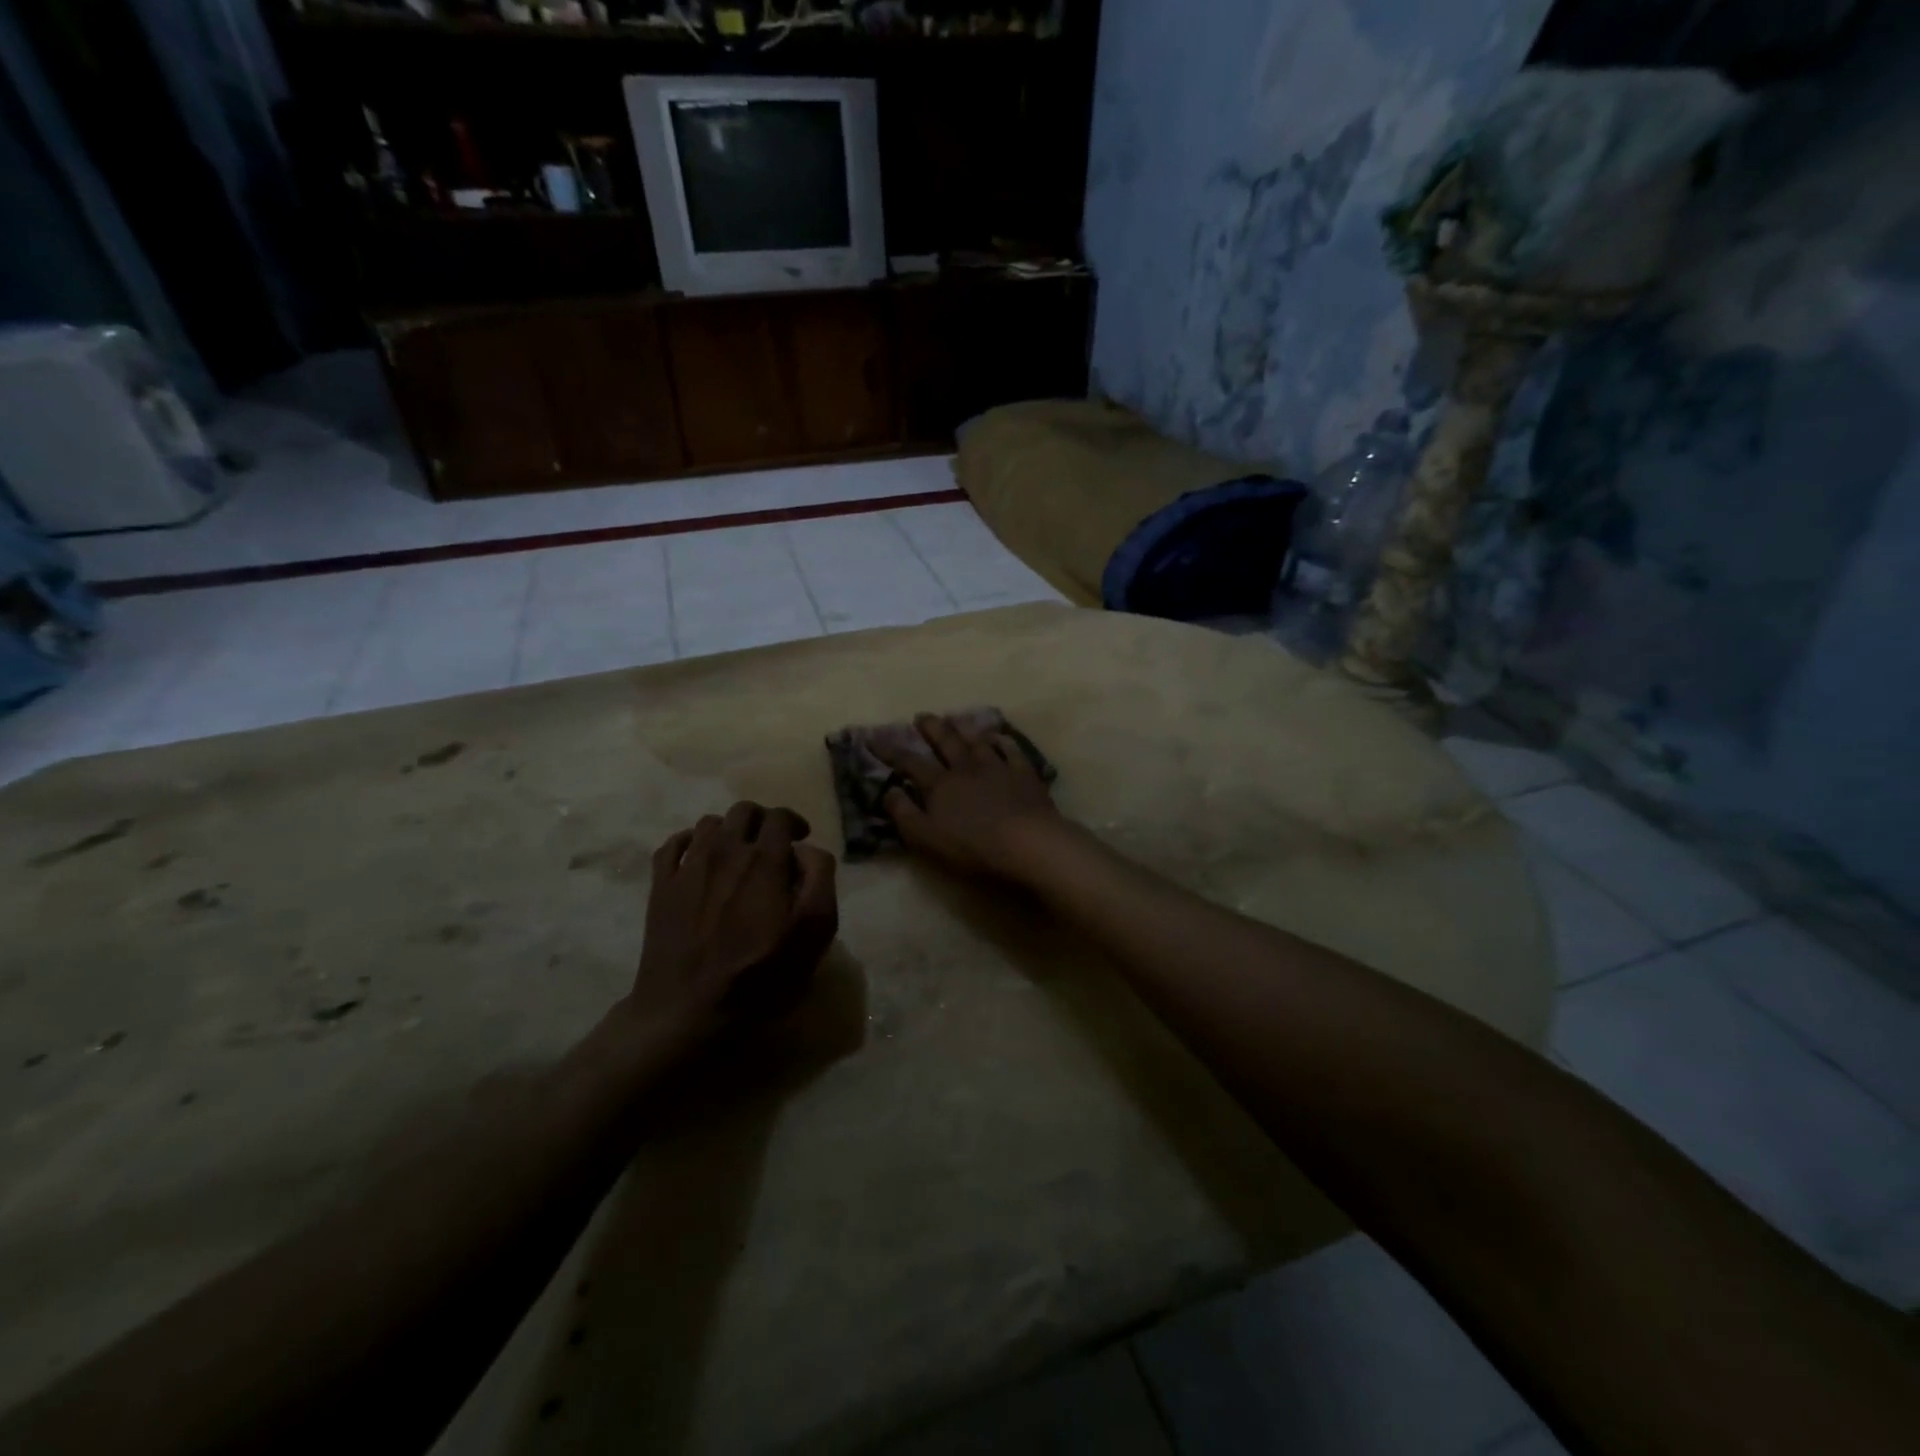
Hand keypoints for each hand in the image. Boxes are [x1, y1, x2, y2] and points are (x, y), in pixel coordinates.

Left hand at [628, 802, 838, 1043]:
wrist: (687, 1011)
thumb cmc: (760, 976)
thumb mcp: (814, 932)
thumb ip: (819, 879)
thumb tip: (806, 851)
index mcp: (765, 859)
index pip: (780, 816)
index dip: (794, 822)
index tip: (800, 841)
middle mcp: (725, 850)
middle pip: (744, 810)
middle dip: (762, 821)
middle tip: (771, 846)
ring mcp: (687, 866)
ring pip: (709, 823)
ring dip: (728, 831)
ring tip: (736, 856)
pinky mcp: (660, 886)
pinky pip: (673, 844)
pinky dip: (689, 843)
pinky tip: (697, 860)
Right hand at [875, 713, 1066, 878]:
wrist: (1028, 843)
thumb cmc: (973, 847)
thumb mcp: (926, 838)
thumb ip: (904, 814)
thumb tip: (887, 791)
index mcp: (940, 785)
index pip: (909, 762)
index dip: (890, 750)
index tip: (873, 738)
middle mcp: (966, 768)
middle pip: (945, 742)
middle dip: (931, 728)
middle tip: (921, 716)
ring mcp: (998, 767)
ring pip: (977, 740)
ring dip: (964, 728)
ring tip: (955, 718)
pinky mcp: (1024, 773)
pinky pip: (1011, 750)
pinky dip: (1003, 741)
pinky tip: (999, 737)